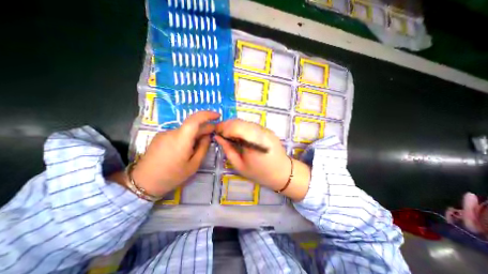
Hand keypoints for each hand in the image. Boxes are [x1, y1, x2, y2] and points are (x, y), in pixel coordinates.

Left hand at [130, 111, 219, 196]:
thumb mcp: (193, 165)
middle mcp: (172, 132)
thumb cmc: (172, 176)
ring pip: (185, 130)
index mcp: (181, 139)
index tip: (217, 116)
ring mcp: (164, 133)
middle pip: (192, 125)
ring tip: (199, 145)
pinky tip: (187, 147)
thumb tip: (208, 136)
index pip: (195, 119)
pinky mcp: (160, 137)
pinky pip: (178, 133)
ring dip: (195, 133)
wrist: (143, 183)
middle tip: (213, 133)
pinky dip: (186, 136)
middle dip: (204, 127)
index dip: (208, 115)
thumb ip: (203, 148)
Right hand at [215, 120, 309, 200]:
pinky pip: (251, 125)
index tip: (216, 132)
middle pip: (240, 122)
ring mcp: (266, 130)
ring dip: (234, 126)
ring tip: (229, 135)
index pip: (236, 127)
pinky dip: (242, 127)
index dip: (223, 127)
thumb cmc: (260, 173)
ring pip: (245, 122)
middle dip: (227, 125)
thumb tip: (218, 137)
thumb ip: (228, 150)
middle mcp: (261, 132)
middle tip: (220, 133)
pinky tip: (240, 135)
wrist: (282, 173)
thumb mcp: (240, 166)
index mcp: (254, 143)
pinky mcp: (268, 130)